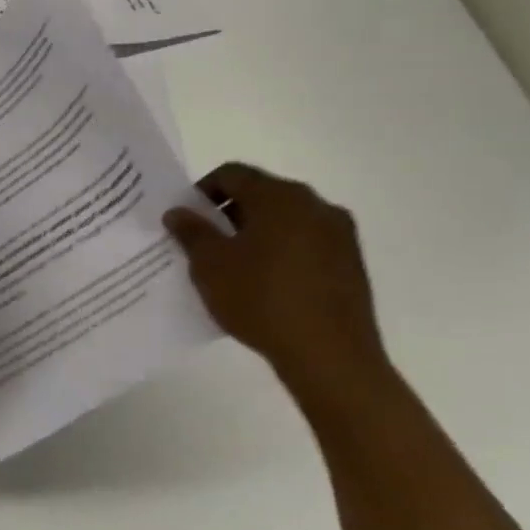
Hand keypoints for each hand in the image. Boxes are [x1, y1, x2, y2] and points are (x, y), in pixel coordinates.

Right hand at [163, 163, 386, 384]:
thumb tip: (178, 211)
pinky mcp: (352, 264)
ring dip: (256, 233)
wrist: (330, 356)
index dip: (202, 191)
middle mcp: (315, 204)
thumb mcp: (210, 265)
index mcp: (279, 196)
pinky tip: (266, 284)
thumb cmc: (260, 299)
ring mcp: (340, 234)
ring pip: (286, 220)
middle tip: (205, 243)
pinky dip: (281, 252)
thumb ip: (191, 232)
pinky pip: (306, 244)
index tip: (186, 219)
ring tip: (234, 267)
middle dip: (229, 213)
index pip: (231, 174)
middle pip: (261, 194)